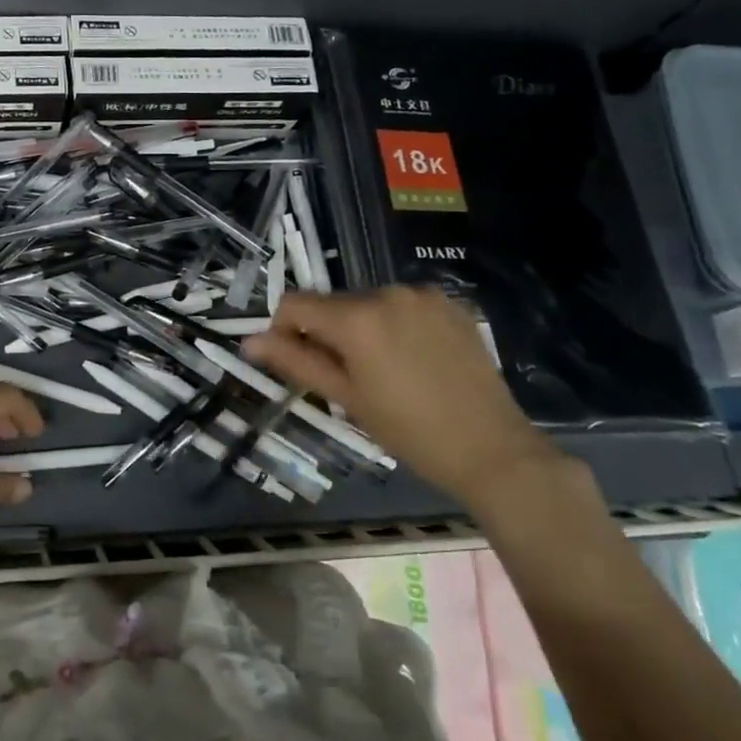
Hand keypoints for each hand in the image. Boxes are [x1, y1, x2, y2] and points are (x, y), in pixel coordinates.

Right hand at [244, 286, 557, 506]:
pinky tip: (413, 359)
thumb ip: (295, 361)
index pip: (294, 304)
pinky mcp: (451, 303)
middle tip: (345, 377)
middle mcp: (387, 292)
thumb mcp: (345, 397)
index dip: (283, 329)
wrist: (492, 448)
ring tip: (383, 370)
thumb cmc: (408, 430)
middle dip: (327, 332)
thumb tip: (248, 342)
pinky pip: (403, 305)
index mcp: (356, 317)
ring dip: (361, 327)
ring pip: (368, 303)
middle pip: (333, 303)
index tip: (297, 362)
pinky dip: (395, 324)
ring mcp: (423, 295)